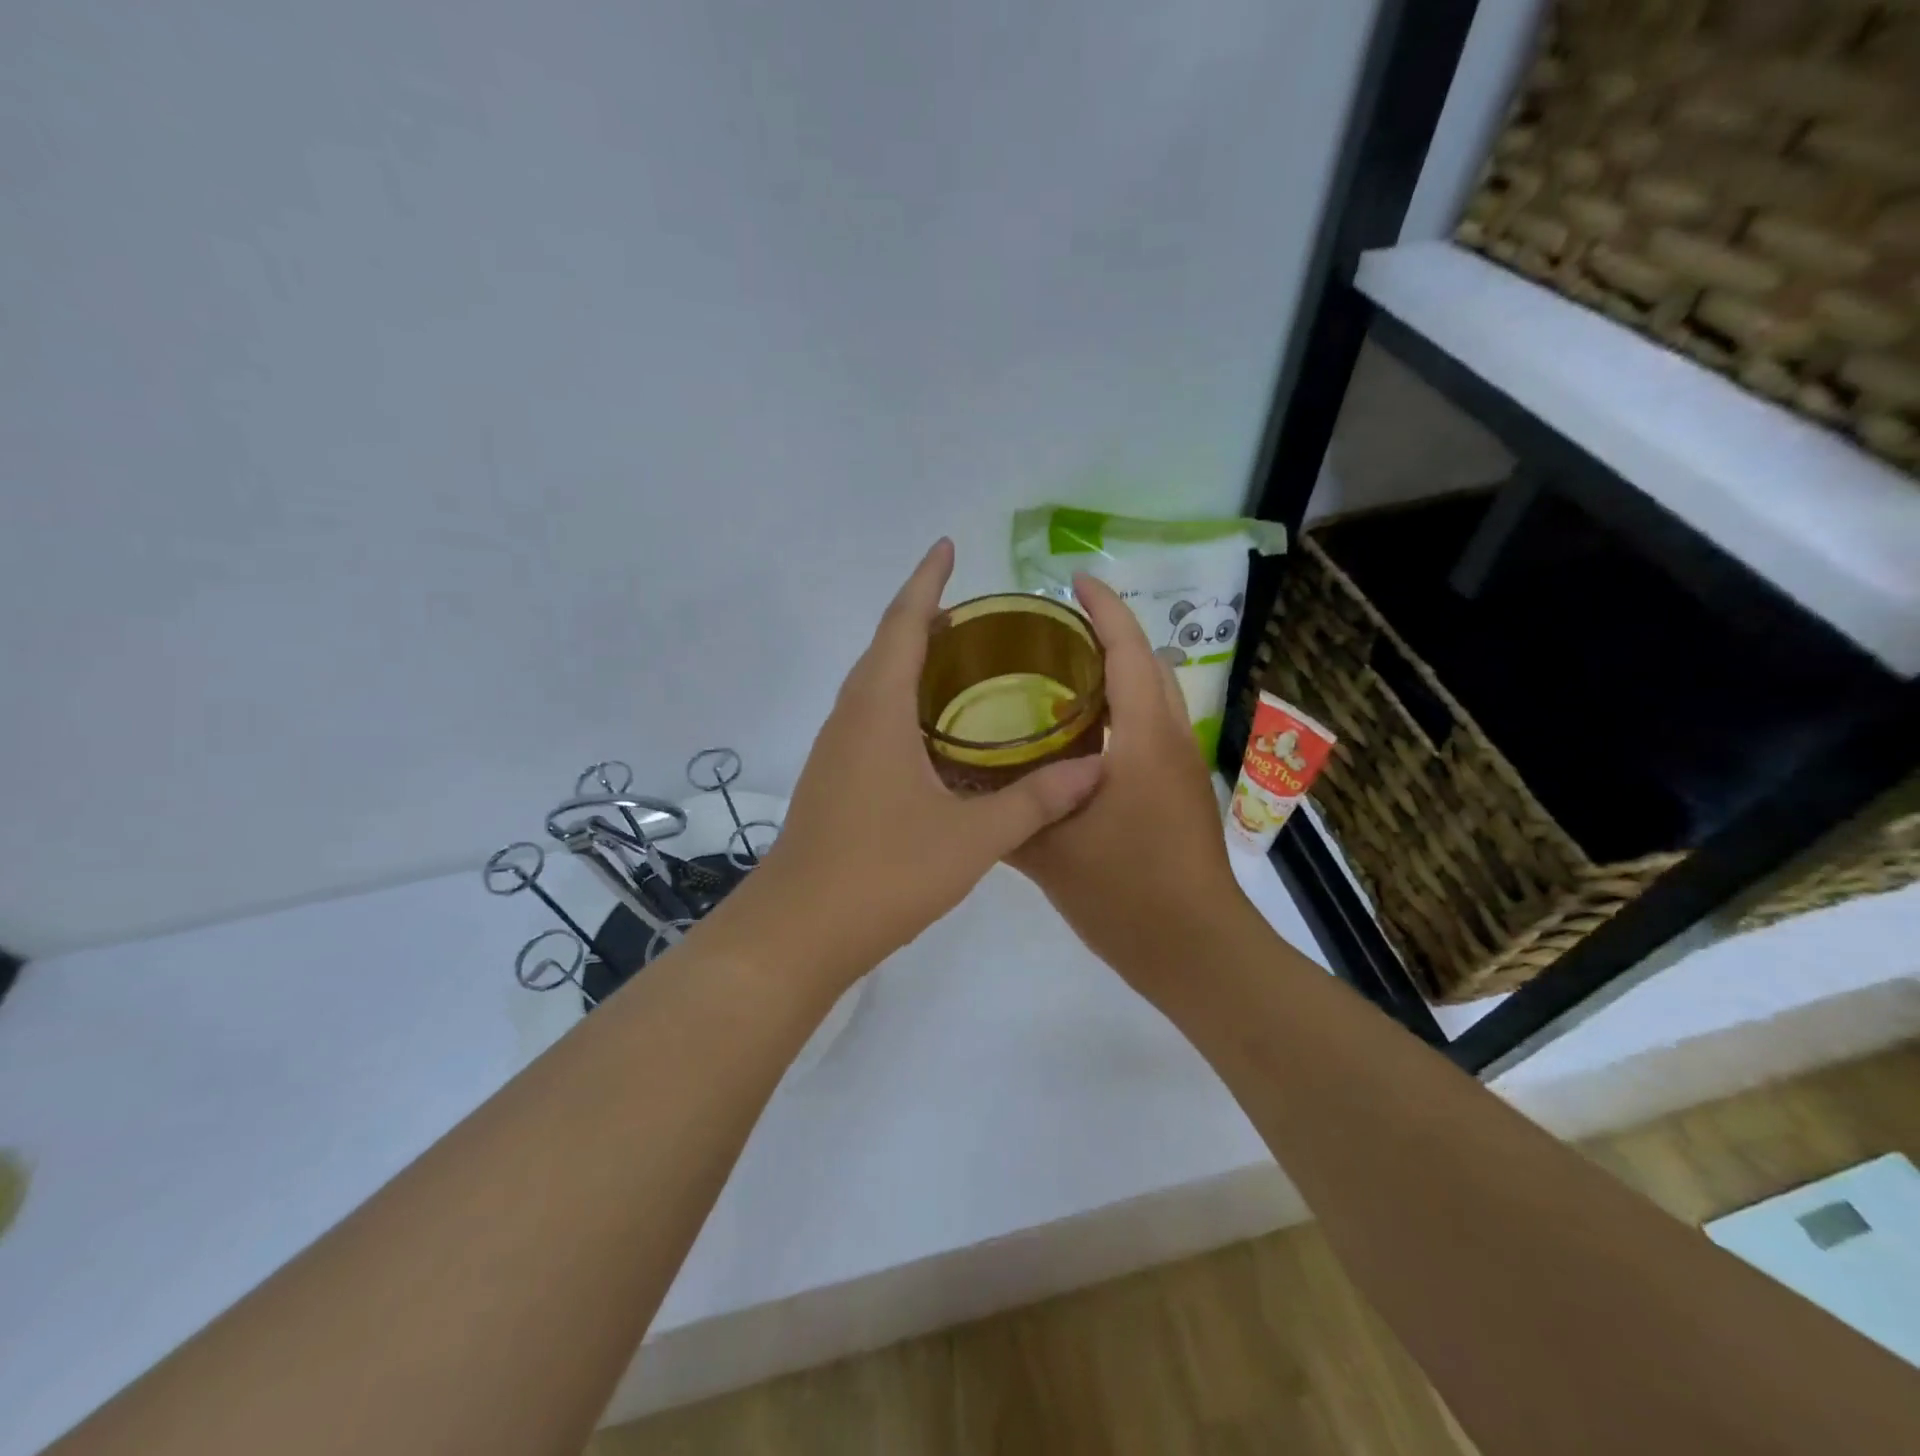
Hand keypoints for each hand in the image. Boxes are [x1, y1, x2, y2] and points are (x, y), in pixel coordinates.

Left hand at [711, 540, 1104, 988]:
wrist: (798, 930)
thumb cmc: (884, 872)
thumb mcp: (972, 837)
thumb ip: (1036, 800)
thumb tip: (1097, 768)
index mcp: (877, 709)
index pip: (904, 623)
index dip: (926, 581)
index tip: (947, 546)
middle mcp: (849, 717)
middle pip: (885, 646)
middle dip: (923, 616)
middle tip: (973, 610)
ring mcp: (834, 750)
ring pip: (872, 684)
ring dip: (908, 658)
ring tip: (957, 659)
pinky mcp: (832, 779)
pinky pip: (868, 717)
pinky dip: (899, 700)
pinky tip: (930, 731)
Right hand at [1011, 574, 1247, 990]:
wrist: (1195, 949)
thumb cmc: (1126, 893)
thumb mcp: (1051, 852)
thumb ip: (1006, 813)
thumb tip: (960, 785)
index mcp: (1142, 739)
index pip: (1128, 650)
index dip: (1104, 608)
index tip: (1072, 581)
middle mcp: (1170, 740)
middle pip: (1147, 664)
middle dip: (1109, 634)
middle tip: (1050, 634)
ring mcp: (1181, 767)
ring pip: (1153, 697)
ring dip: (1118, 673)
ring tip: (1058, 676)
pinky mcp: (1181, 792)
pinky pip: (1151, 729)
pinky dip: (1120, 712)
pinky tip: (1077, 739)